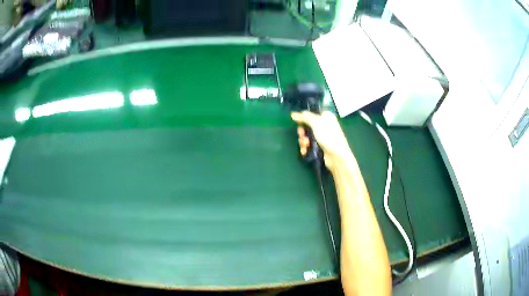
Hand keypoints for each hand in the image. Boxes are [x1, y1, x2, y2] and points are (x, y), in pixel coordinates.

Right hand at [291, 111, 353, 169]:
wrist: (337, 156)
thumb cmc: (328, 136)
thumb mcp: (316, 123)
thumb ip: (304, 117)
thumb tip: (293, 114)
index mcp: (325, 116)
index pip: (311, 114)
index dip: (303, 118)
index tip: (297, 122)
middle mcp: (324, 125)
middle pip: (307, 126)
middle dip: (302, 132)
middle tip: (302, 136)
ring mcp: (322, 137)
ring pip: (307, 136)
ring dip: (303, 141)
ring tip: (306, 145)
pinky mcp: (320, 147)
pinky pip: (309, 145)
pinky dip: (306, 148)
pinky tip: (305, 151)